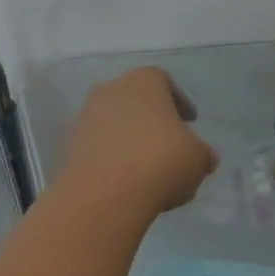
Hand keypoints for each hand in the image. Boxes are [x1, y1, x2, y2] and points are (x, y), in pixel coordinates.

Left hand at [57, 67, 218, 218]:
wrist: (105, 194)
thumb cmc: (160, 162)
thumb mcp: (197, 159)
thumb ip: (202, 154)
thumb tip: (205, 157)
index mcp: (144, 81)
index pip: (164, 82)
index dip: (179, 102)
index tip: (189, 121)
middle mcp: (111, 90)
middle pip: (135, 101)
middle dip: (151, 119)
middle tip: (168, 142)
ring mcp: (86, 116)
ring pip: (114, 123)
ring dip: (128, 139)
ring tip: (146, 166)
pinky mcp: (69, 146)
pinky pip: (98, 147)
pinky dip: (111, 157)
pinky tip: (125, 180)